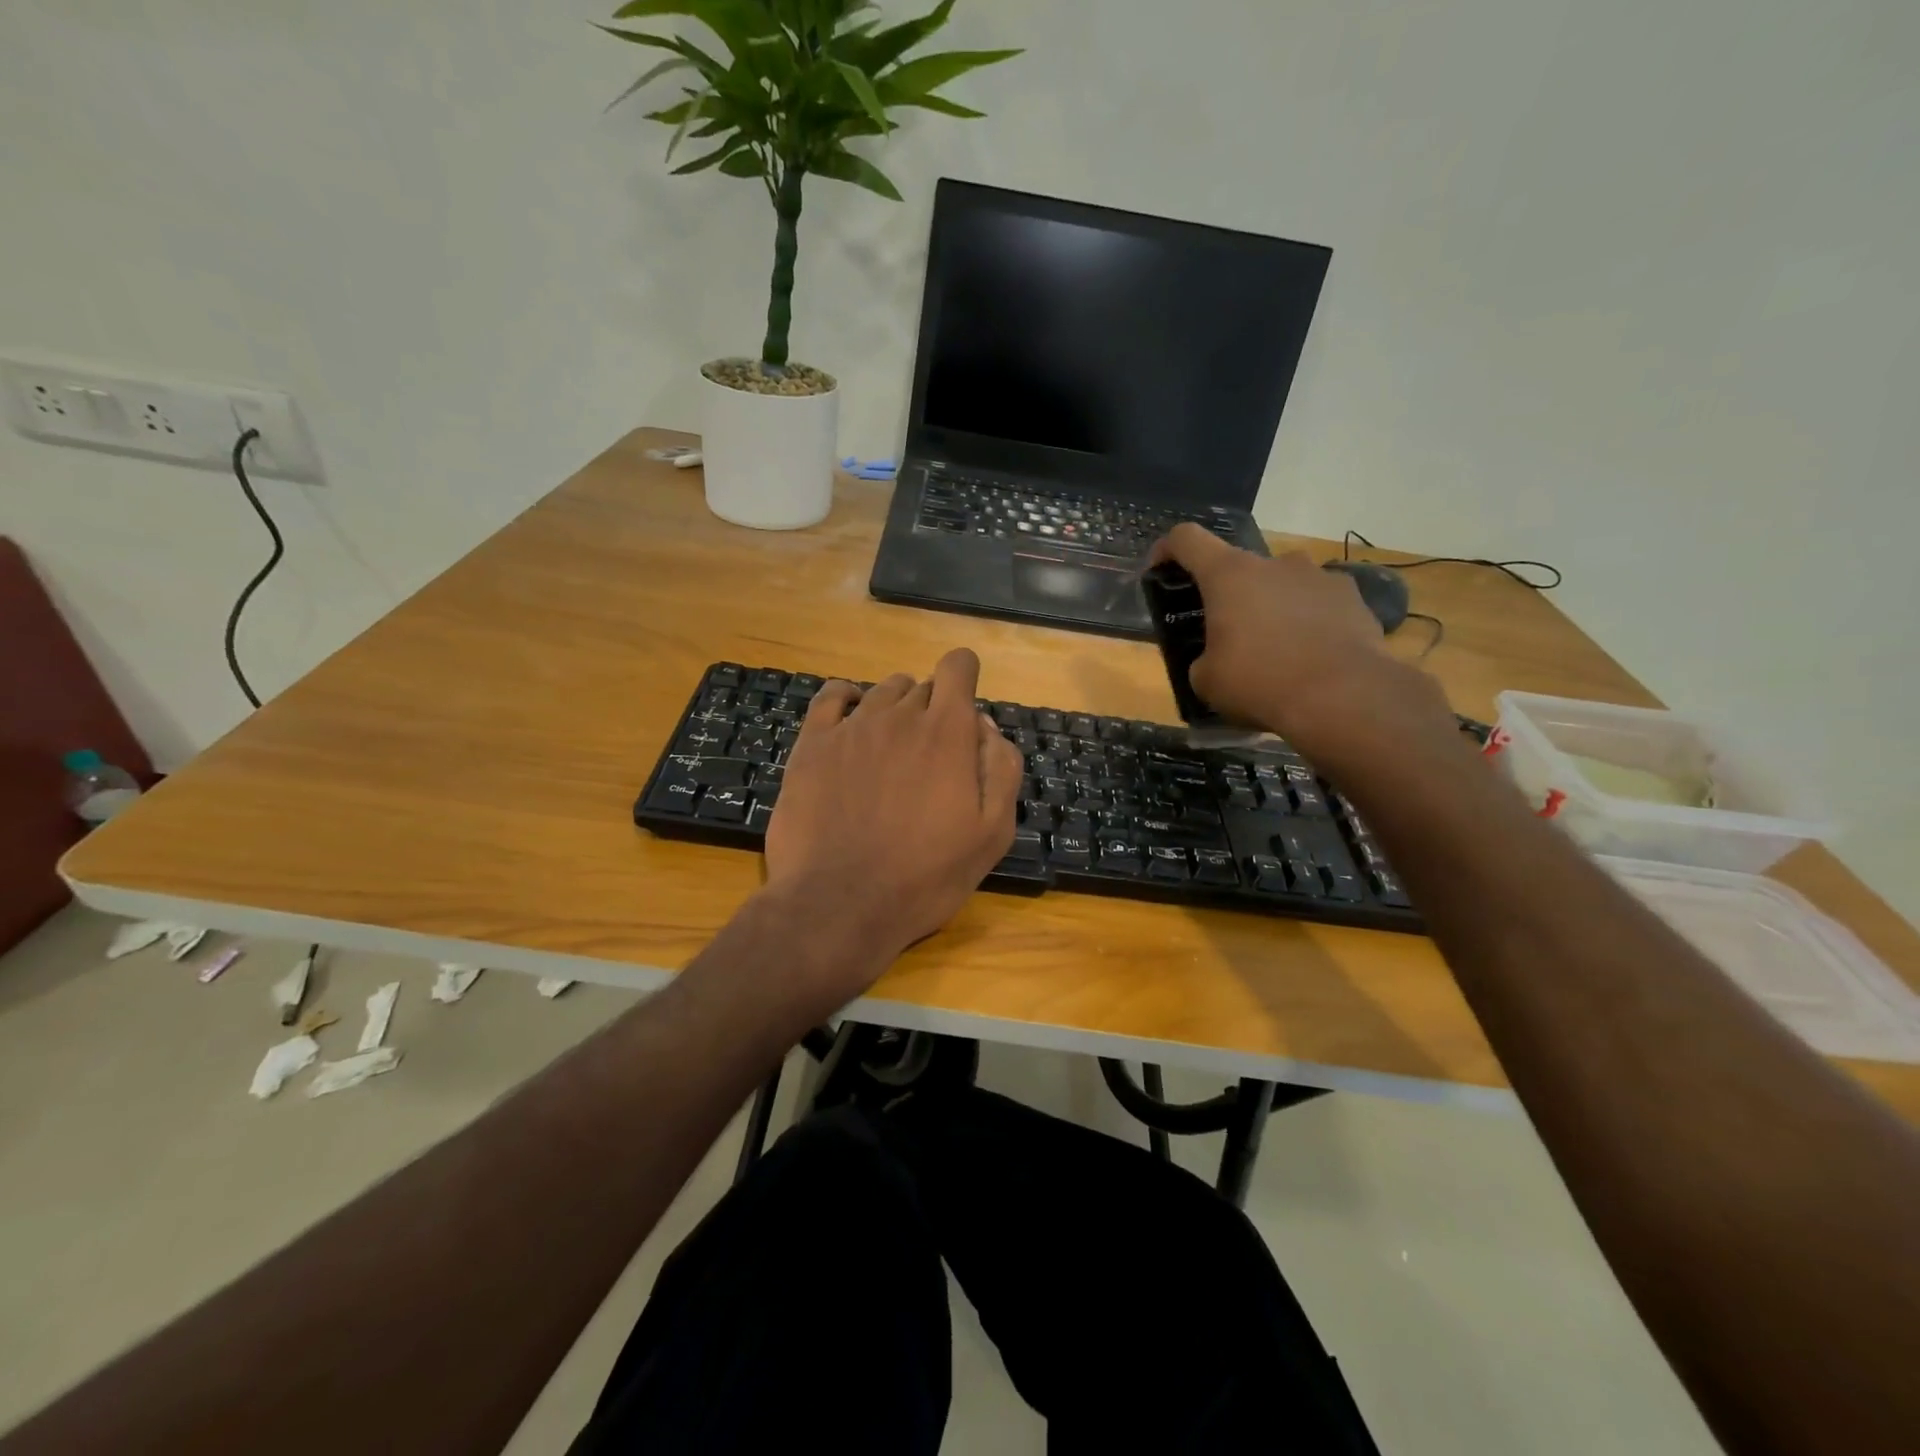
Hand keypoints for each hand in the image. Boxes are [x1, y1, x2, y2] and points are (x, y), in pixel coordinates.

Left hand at [762, 648, 1021, 994]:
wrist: (838, 904)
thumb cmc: (924, 876)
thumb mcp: (991, 833)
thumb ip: (1000, 768)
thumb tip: (985, 727)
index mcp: (946, 732)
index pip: (958, 667)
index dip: (965, 677)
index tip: (963, 708)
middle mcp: (899, 716)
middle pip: (922, 686)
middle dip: (933, 710)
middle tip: (930, 760)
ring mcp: (851, 727)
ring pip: (881, 691)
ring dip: (895, 709)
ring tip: (892, 751)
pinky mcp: (812, 745)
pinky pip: (831, 697)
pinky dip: (846, 698)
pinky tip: (850, 717)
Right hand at [1148, 524, 1455, 766]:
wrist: (1342, 696)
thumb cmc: (1259, 682)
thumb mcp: (1206, 681)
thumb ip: (1203, 659)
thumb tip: (1214, 660)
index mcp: (1228, 575)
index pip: (1187, 539)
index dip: (1167, 549)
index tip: (1160, 570)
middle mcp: (1273, 563)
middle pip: (1239, 566)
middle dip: (1228, 595)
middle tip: (1227, 633)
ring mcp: (1317, 576)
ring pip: (1282, 583)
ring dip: (1271, 605)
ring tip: (1274, 646)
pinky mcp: (1352, 597)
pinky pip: (1318, 602)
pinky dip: (1308, 620)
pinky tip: (1310, 654)